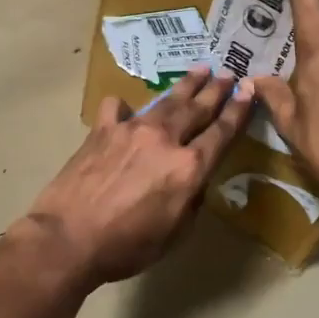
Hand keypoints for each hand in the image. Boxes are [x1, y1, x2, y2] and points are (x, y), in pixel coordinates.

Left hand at [20, 68, 253, 286]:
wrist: (68, 238)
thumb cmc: (125, 247)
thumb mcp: (173, 235)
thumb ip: (190, 202)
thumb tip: (193, 181)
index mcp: (189, 168)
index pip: (222, 133)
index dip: (239, 111)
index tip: (250, 91)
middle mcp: (164, 140)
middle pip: (197, 108)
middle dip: (216, 90)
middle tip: (229, 73)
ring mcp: (131, 130)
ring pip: (165, 101)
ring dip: (185, 86)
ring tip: (199, 70)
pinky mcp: (101, 131)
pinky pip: (118, 109)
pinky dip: (126, 107)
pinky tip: (127, 108)